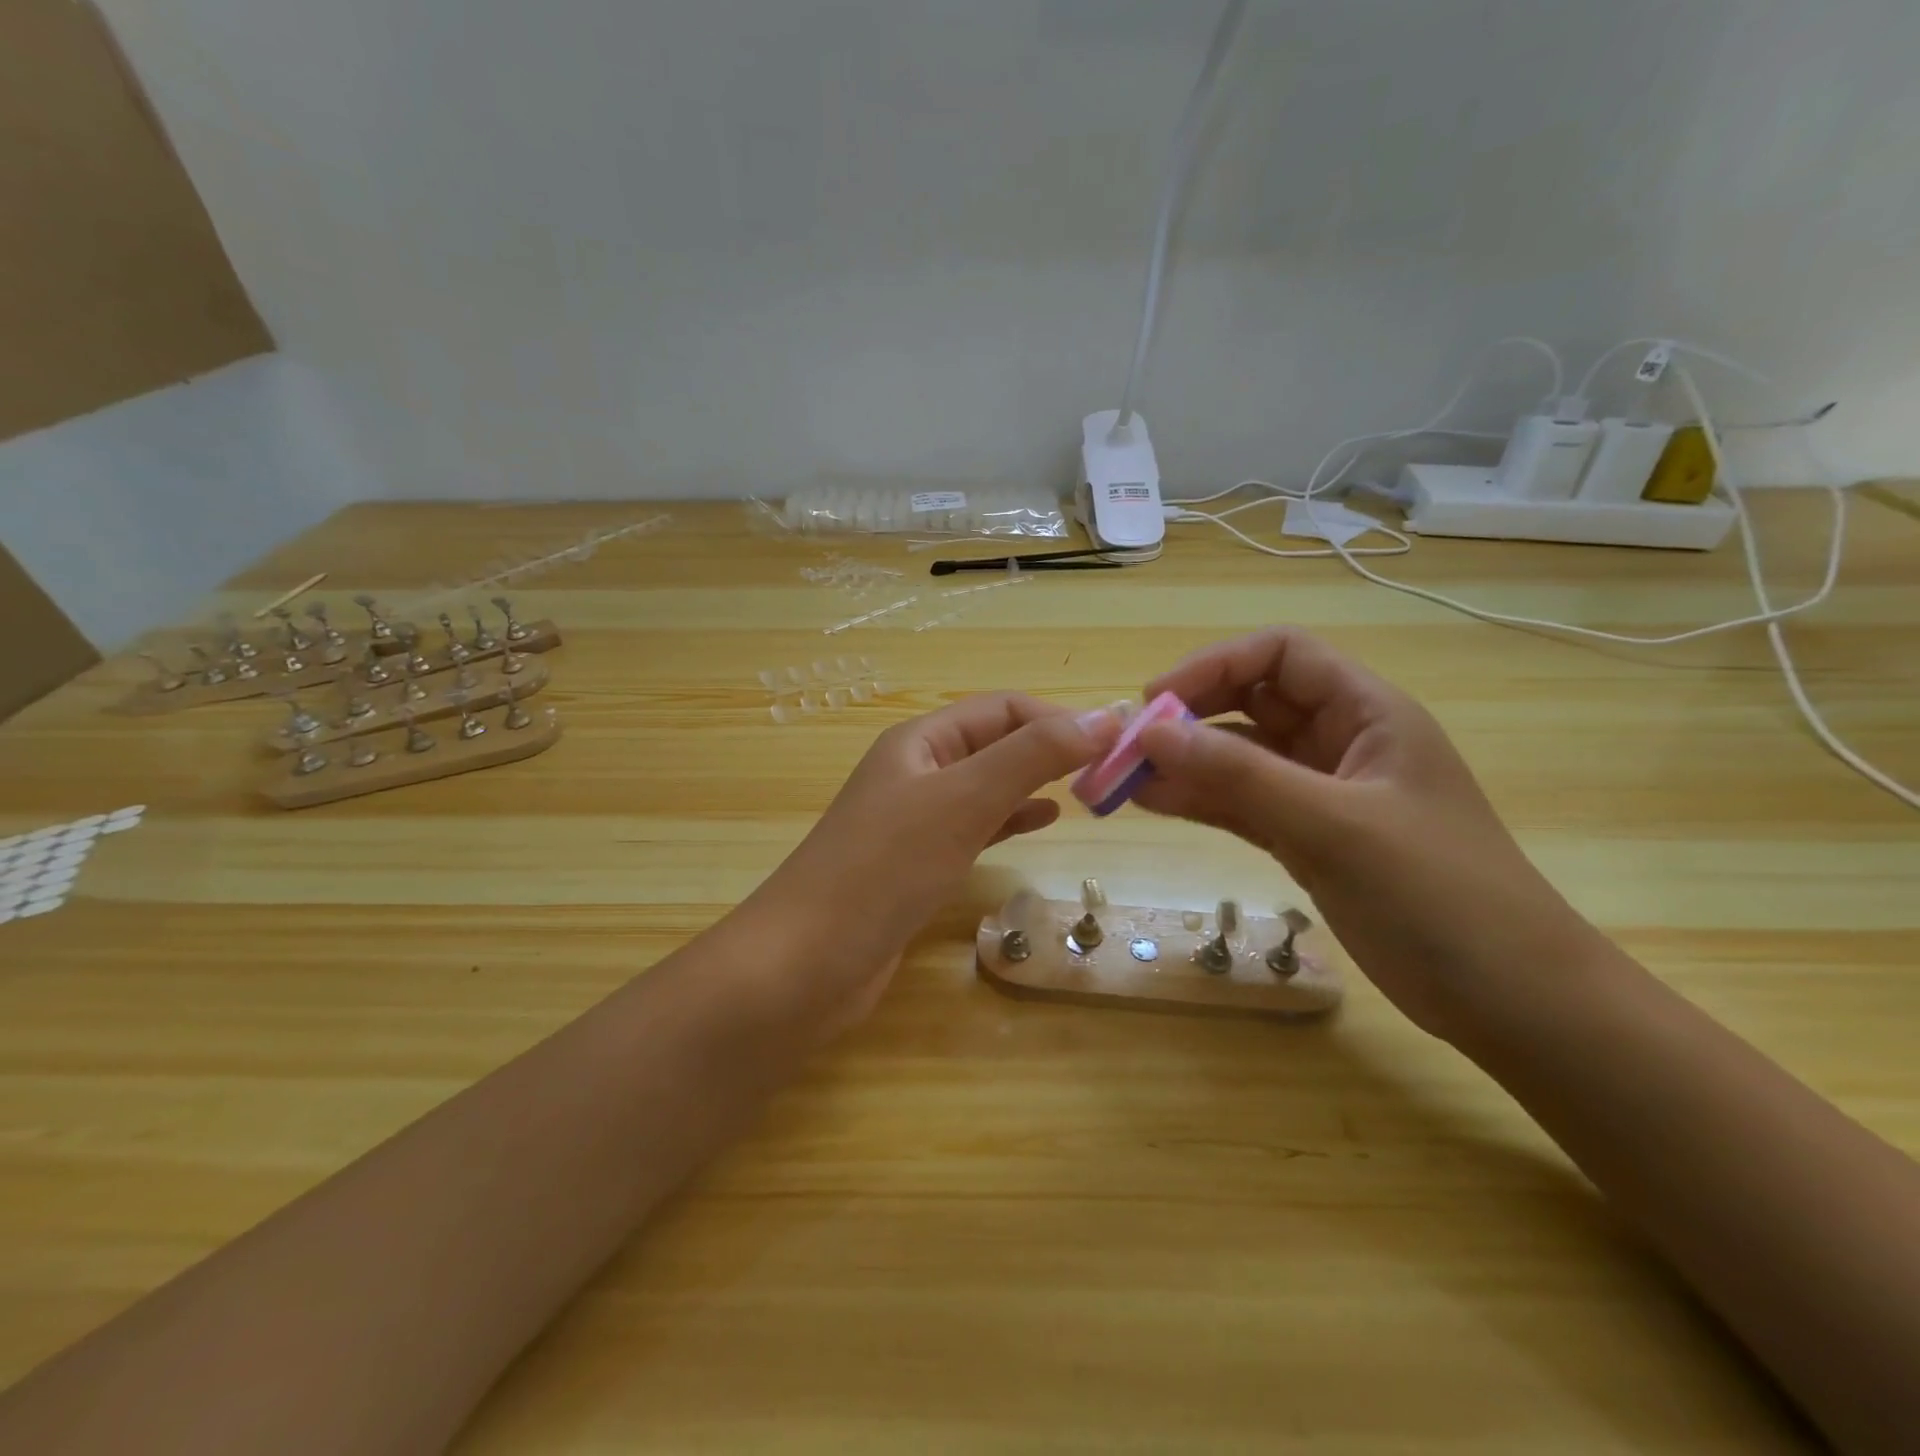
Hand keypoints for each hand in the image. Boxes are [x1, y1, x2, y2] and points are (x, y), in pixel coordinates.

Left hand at [745, 693, 1120, 1038]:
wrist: (806, 964)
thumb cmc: (885, 869)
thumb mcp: (963, 801)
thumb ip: (1031, 757)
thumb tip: (1103, 719)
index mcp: (919, 742)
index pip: (1001, 709)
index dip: (1057, 719)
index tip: (1113, 745)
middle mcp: (915, 772)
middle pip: (993, 744)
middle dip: (1049, 750)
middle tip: (1109, 772)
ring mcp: (913, 821)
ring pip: (986, 786)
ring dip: (1034, 784)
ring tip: (1086, 793)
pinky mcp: (916, 865)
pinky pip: (974, 828)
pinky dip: (1010, 820)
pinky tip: (1042, 823)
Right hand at [1132, 629, 1605, 1042]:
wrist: (1512, 999)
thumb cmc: (1439, 895)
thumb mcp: (1334, 825)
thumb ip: (1241, 776)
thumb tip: (1152, 734)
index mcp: (1367, 713)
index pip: (1280, 655)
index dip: (1214, 666)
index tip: (1156, 704)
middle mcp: (1341, 741)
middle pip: (1253, 702)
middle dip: (1191, 716)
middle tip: (1131, 746)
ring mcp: (1323, 793)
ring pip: (1241, 757)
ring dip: (1187, 762)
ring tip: (1126, 779)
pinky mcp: (1309, 838)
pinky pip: (1243, 804)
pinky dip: (1202, 800)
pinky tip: (1156, 803)